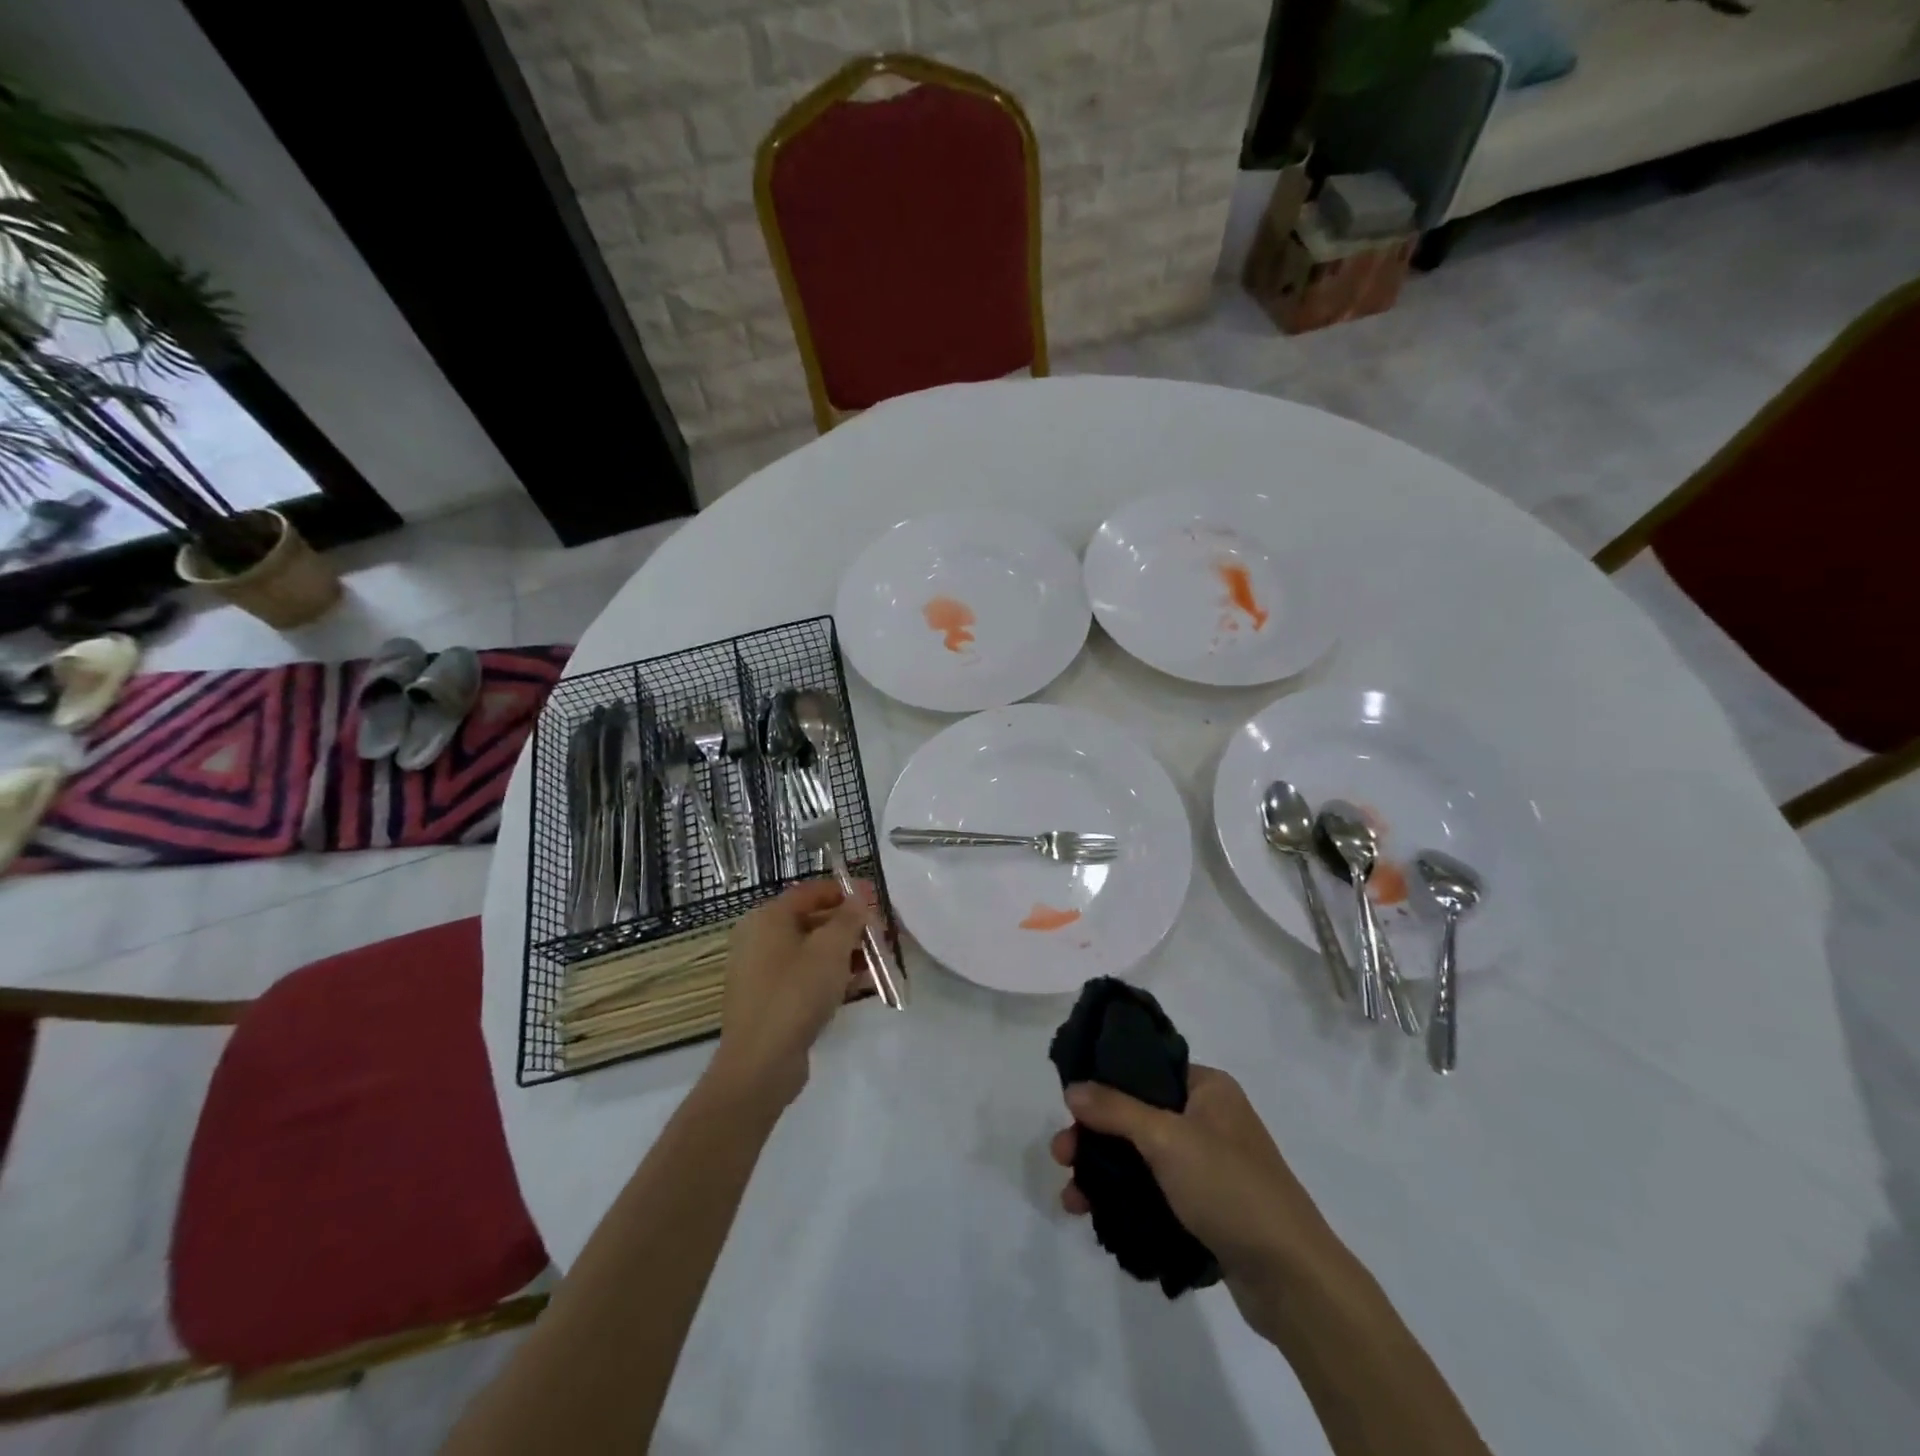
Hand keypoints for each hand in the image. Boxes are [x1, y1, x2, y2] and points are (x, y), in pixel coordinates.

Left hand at [706, 878, 871, 1108]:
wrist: (760, 1064)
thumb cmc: (795, 993)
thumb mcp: (830, 949)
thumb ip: (849, 918)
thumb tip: (859, 898)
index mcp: (767, 918)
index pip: (810, 892)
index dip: (845, 891)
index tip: (876, 897)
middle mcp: (759, 939)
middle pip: (812, 921)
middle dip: (850, 925)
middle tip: (882, 932)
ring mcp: (763, 972)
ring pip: (812, 952)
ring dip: (846, 952)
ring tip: (879, 959)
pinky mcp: (771, 1001)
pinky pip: (806, 977)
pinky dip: (832, 976)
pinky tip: (862, 984)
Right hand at [1050, 1065, 1334, 1340]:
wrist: (1293, 1279)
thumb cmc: (1231, 1189)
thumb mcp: (1167, 1139)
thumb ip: (1115, 1110)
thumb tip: (1072, 1087)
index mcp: (1208, 1088)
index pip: (1146, 1069)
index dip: (1104, 1081)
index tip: (1069, 1103)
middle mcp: (1209, 1119)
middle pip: (1136, 1115)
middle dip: (1094, 1137)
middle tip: (1061, 1156)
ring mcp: (1209, 1165)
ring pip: (1141, 1157)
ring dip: (1103, 1173)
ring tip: (1071, 1200)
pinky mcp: (1207, 1207)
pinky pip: (1155, 1191)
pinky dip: (1125, 1200)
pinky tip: (1095, 1217)